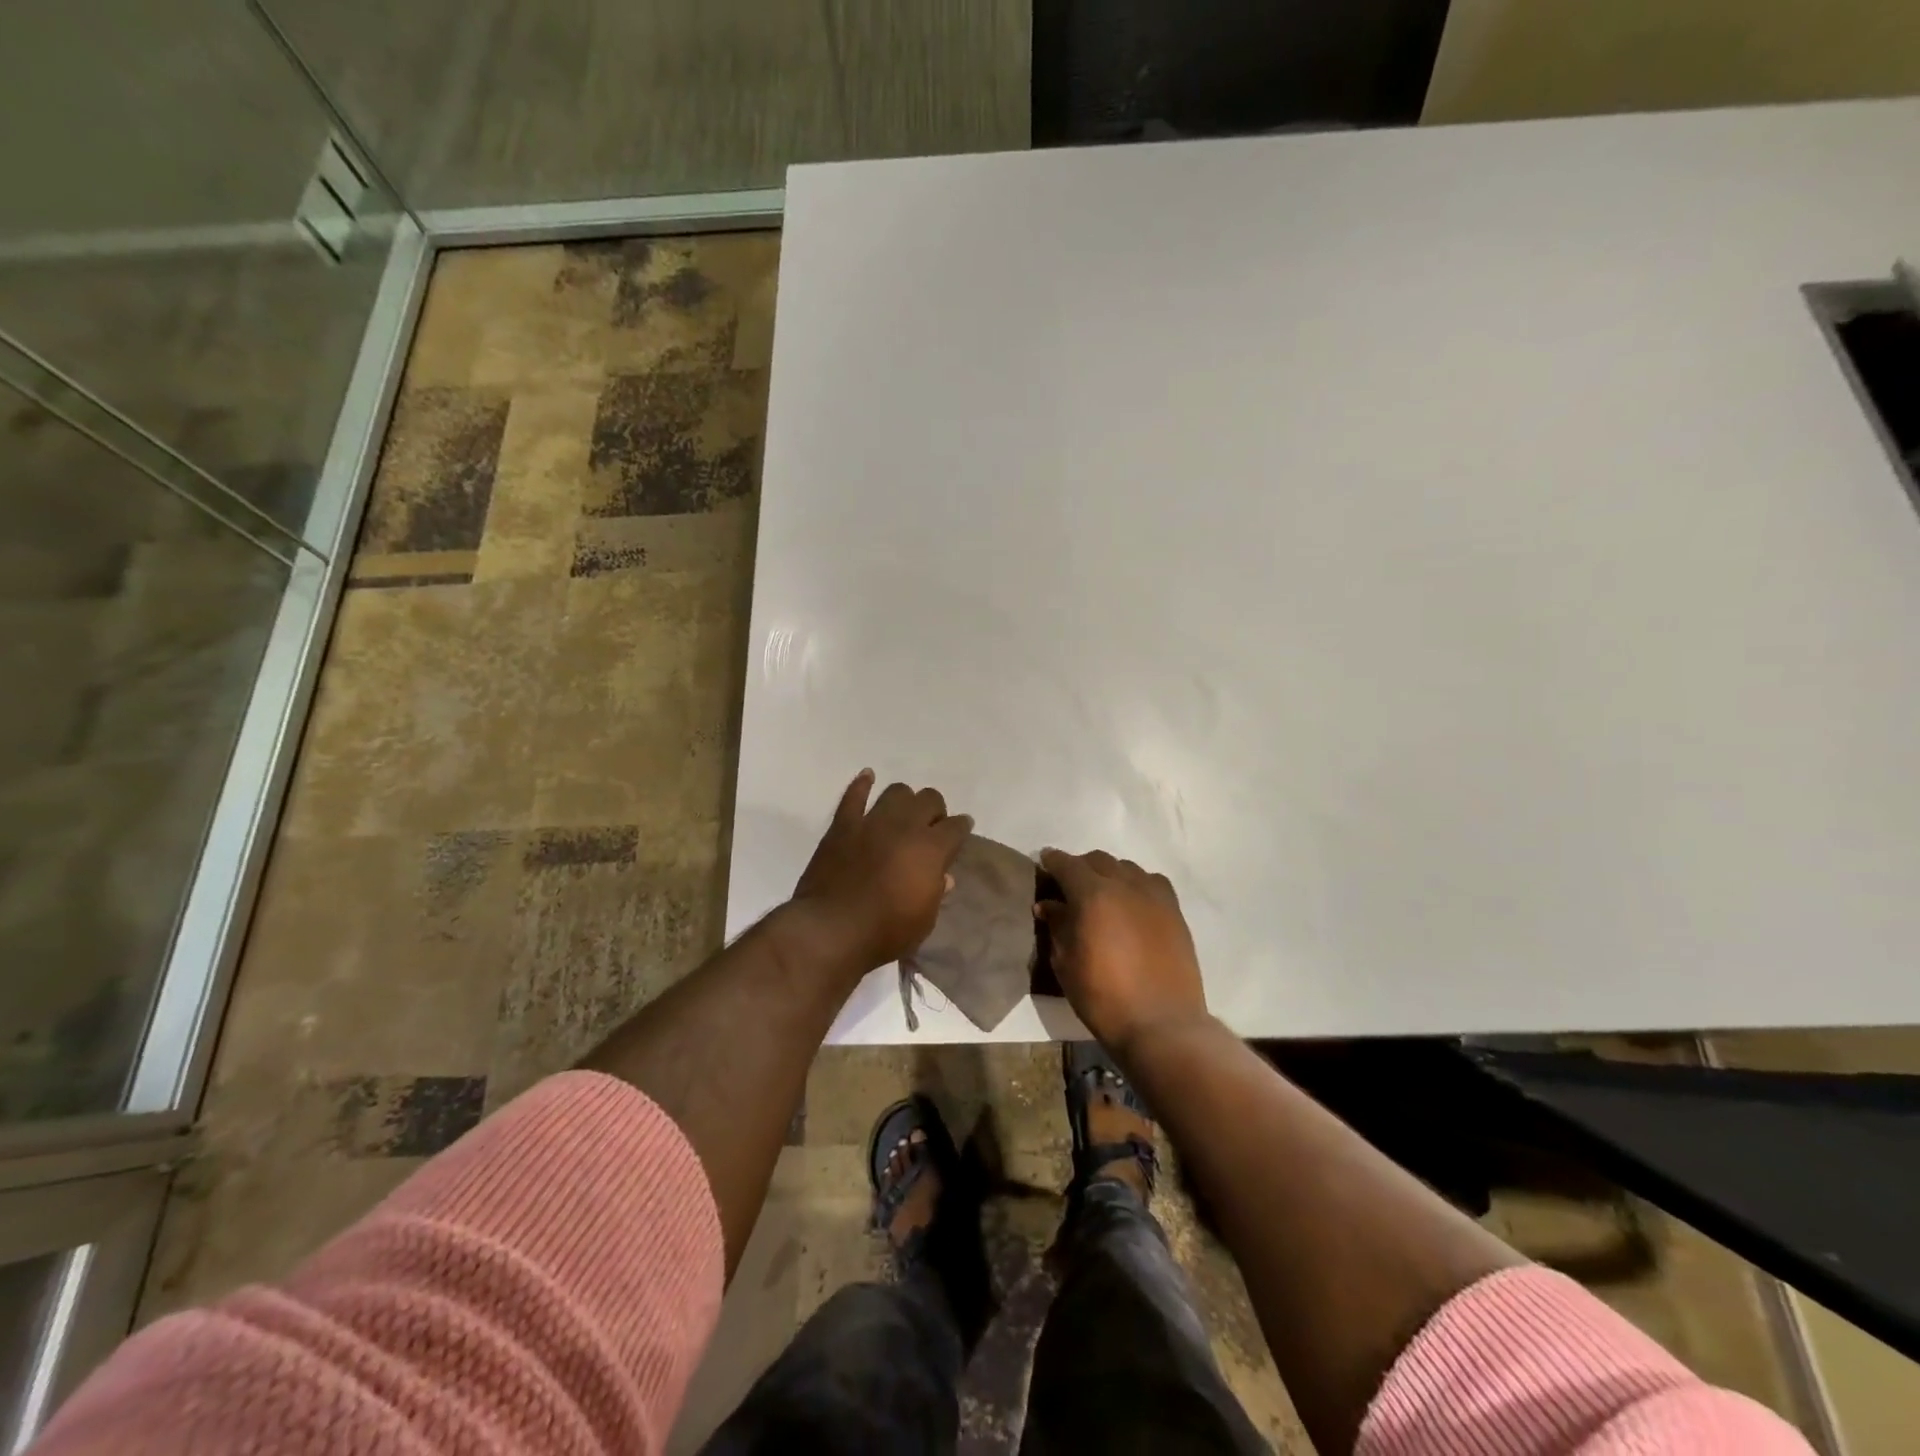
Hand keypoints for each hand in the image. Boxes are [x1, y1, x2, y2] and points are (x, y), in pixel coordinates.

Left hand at [792, 771, 973, 972]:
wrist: (831, 930)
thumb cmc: (885, 932)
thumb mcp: (924, 921)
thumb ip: (935, 892)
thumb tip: (942, 877)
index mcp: (932, 849)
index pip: (956, 827)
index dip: (961, 828)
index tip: (961, 831)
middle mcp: (906, 826)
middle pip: (929, 799)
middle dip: (934, 811)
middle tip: (930, 827)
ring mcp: (872, 822)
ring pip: (896, 792)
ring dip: (904, 800)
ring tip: (903, 813)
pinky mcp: (843, 826)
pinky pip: (853, 796)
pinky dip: (862, 785)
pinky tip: (867, 777)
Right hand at [1036, 849, 1208, 1054]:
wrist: (1161, 1023)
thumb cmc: (1103, 997)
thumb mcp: (1066, 963)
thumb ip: (1057, 926)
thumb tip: (1048, 905)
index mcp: (1092, 895)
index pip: (1067, 864)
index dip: (1052, 860)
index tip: (1044, 861)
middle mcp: (1124, 884)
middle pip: (1098, 860)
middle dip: (1080, 867)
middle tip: (1070, 886)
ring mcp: (1153, 895)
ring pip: (1126, 867)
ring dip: (1109, 873)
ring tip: (1102, 894)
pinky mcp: (1174, 910)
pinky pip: (1152, 882)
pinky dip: (1136, 884)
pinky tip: (1132, 902)